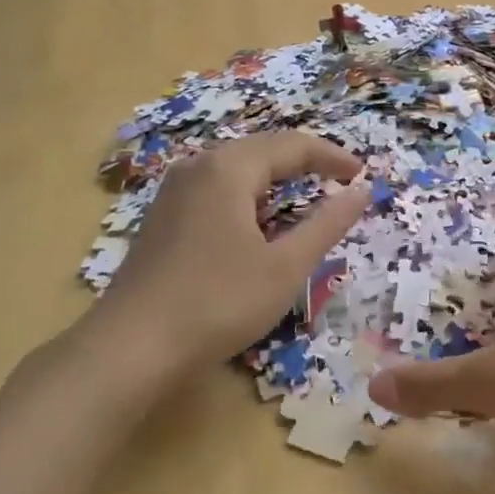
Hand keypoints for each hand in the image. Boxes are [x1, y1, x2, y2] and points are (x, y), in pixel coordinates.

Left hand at [92, 131, 368, 373]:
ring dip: (275, 182)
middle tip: (339, 183)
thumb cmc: (218, 302)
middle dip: (304, 164)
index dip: (332, 157)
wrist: (132, 348)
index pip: (292, 145)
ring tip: (306, 202)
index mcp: (228, 169)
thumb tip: (361, 191)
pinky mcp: (162, 220)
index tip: (362, 175)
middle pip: (261, 151)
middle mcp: (197, 168)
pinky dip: (249, 200)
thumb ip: (327, 224)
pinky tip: (257, 227)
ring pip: (236, 172)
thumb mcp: (285, 266)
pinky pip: (216, 192)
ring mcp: (173, 194)